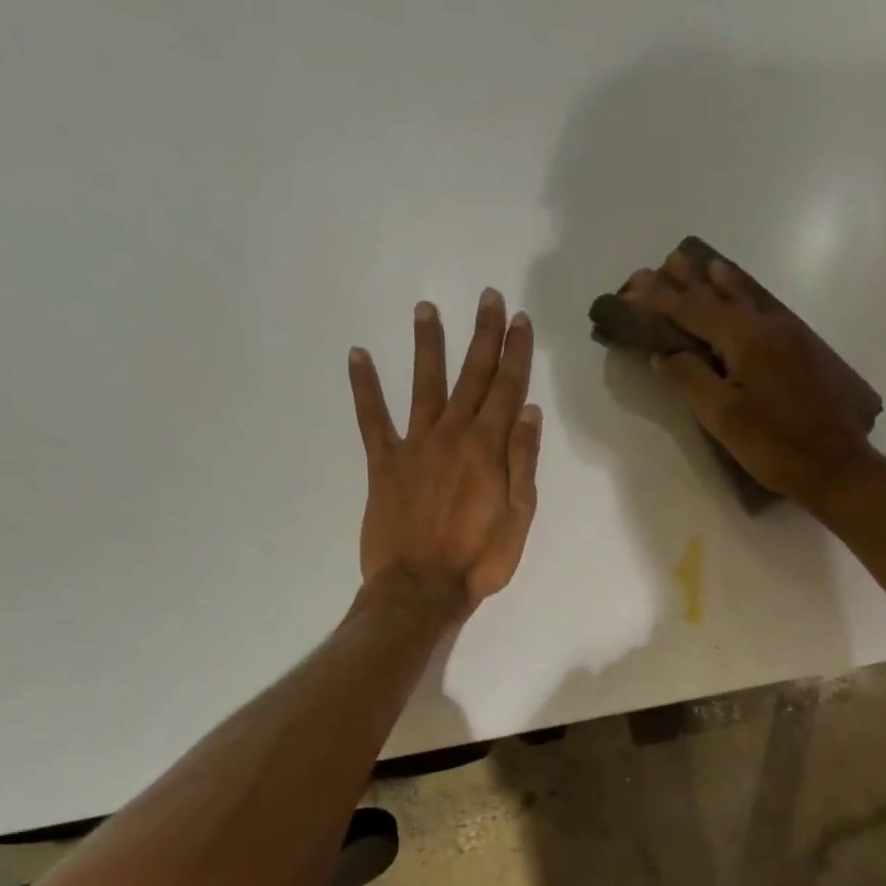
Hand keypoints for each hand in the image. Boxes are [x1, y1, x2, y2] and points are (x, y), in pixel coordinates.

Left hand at [348, 289, 541, 613]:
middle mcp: (452, 436)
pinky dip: (365, 388)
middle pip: (471, 377)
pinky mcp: (384, 464)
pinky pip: (372, 420)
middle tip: (488, 297)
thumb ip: (523, 462)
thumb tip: (528, 411)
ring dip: (427, 346)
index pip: (506, 389)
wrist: (421, 589)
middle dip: (482, 335)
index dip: (515, 353)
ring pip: (423, 385)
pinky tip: (358, 356)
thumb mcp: (519, 518)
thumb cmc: (479, 560)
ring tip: (426, 308)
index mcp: (488, 449)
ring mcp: (415, 446)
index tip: (519, 320)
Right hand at [621, 251, 884, 510]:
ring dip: (722, 283)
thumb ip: (690, 379)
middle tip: (670, 260)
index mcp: (744, 339)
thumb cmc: (773, 444)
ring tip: (708, 265)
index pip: (693, 310)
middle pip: (721, 296)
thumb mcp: (723, 417)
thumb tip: (664, 353)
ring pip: (748, 300)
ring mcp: (789, 337)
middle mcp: (767, 327)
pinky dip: (745, 299)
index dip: (662, 297)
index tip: (637, 282)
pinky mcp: (802, 352)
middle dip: (692, 281)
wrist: (835, 464)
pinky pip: (764, 312)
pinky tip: (744, 301)